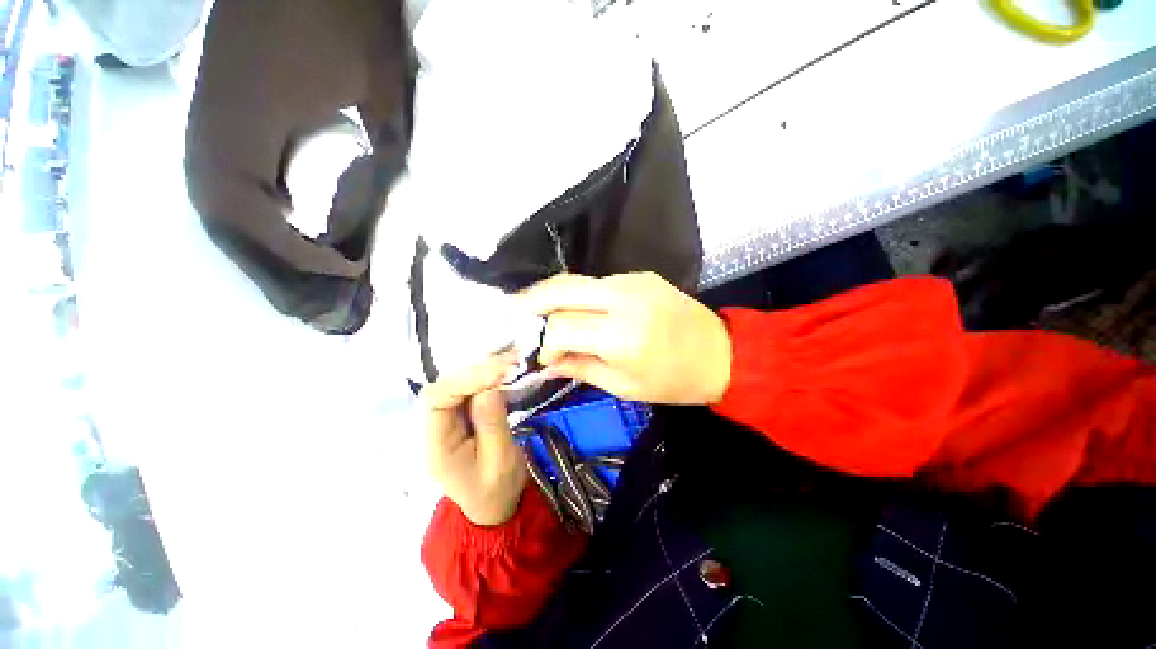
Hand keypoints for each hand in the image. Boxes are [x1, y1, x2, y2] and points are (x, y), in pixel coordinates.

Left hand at [421, 353, 528, 526]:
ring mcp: (448, 420)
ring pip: (457, 383)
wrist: (495, 504)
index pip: (437, 400)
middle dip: (476, 371)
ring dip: (483, 369)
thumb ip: (492, 424)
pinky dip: (488, 375)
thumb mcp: (500, 461)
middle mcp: (436, 427)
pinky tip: (504, 369)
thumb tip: (489, 387)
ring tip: (510, 362)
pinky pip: (470, 388)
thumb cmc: (498, 489)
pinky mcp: (462, 414)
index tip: (499, 373)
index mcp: (437, 445)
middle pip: (444, 387)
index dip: (465, 381)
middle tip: (509, 363)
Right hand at [521, 272, 731, 404]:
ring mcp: (633, 280)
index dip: (543, 342)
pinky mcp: (640, 275)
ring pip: (576, 281)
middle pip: (561, 288)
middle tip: (513, 316)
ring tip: (535, 312)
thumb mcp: (623, 386)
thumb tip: (545, 363)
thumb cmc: (674, 381)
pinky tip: (573, 310)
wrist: (722, 353)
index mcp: (621, 335)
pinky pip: (597, 283)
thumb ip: (579, 368)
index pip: (561, 327)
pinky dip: (578, 295)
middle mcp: (623, 298)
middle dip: (531, 302)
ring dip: (552, 296)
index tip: (541, 357)